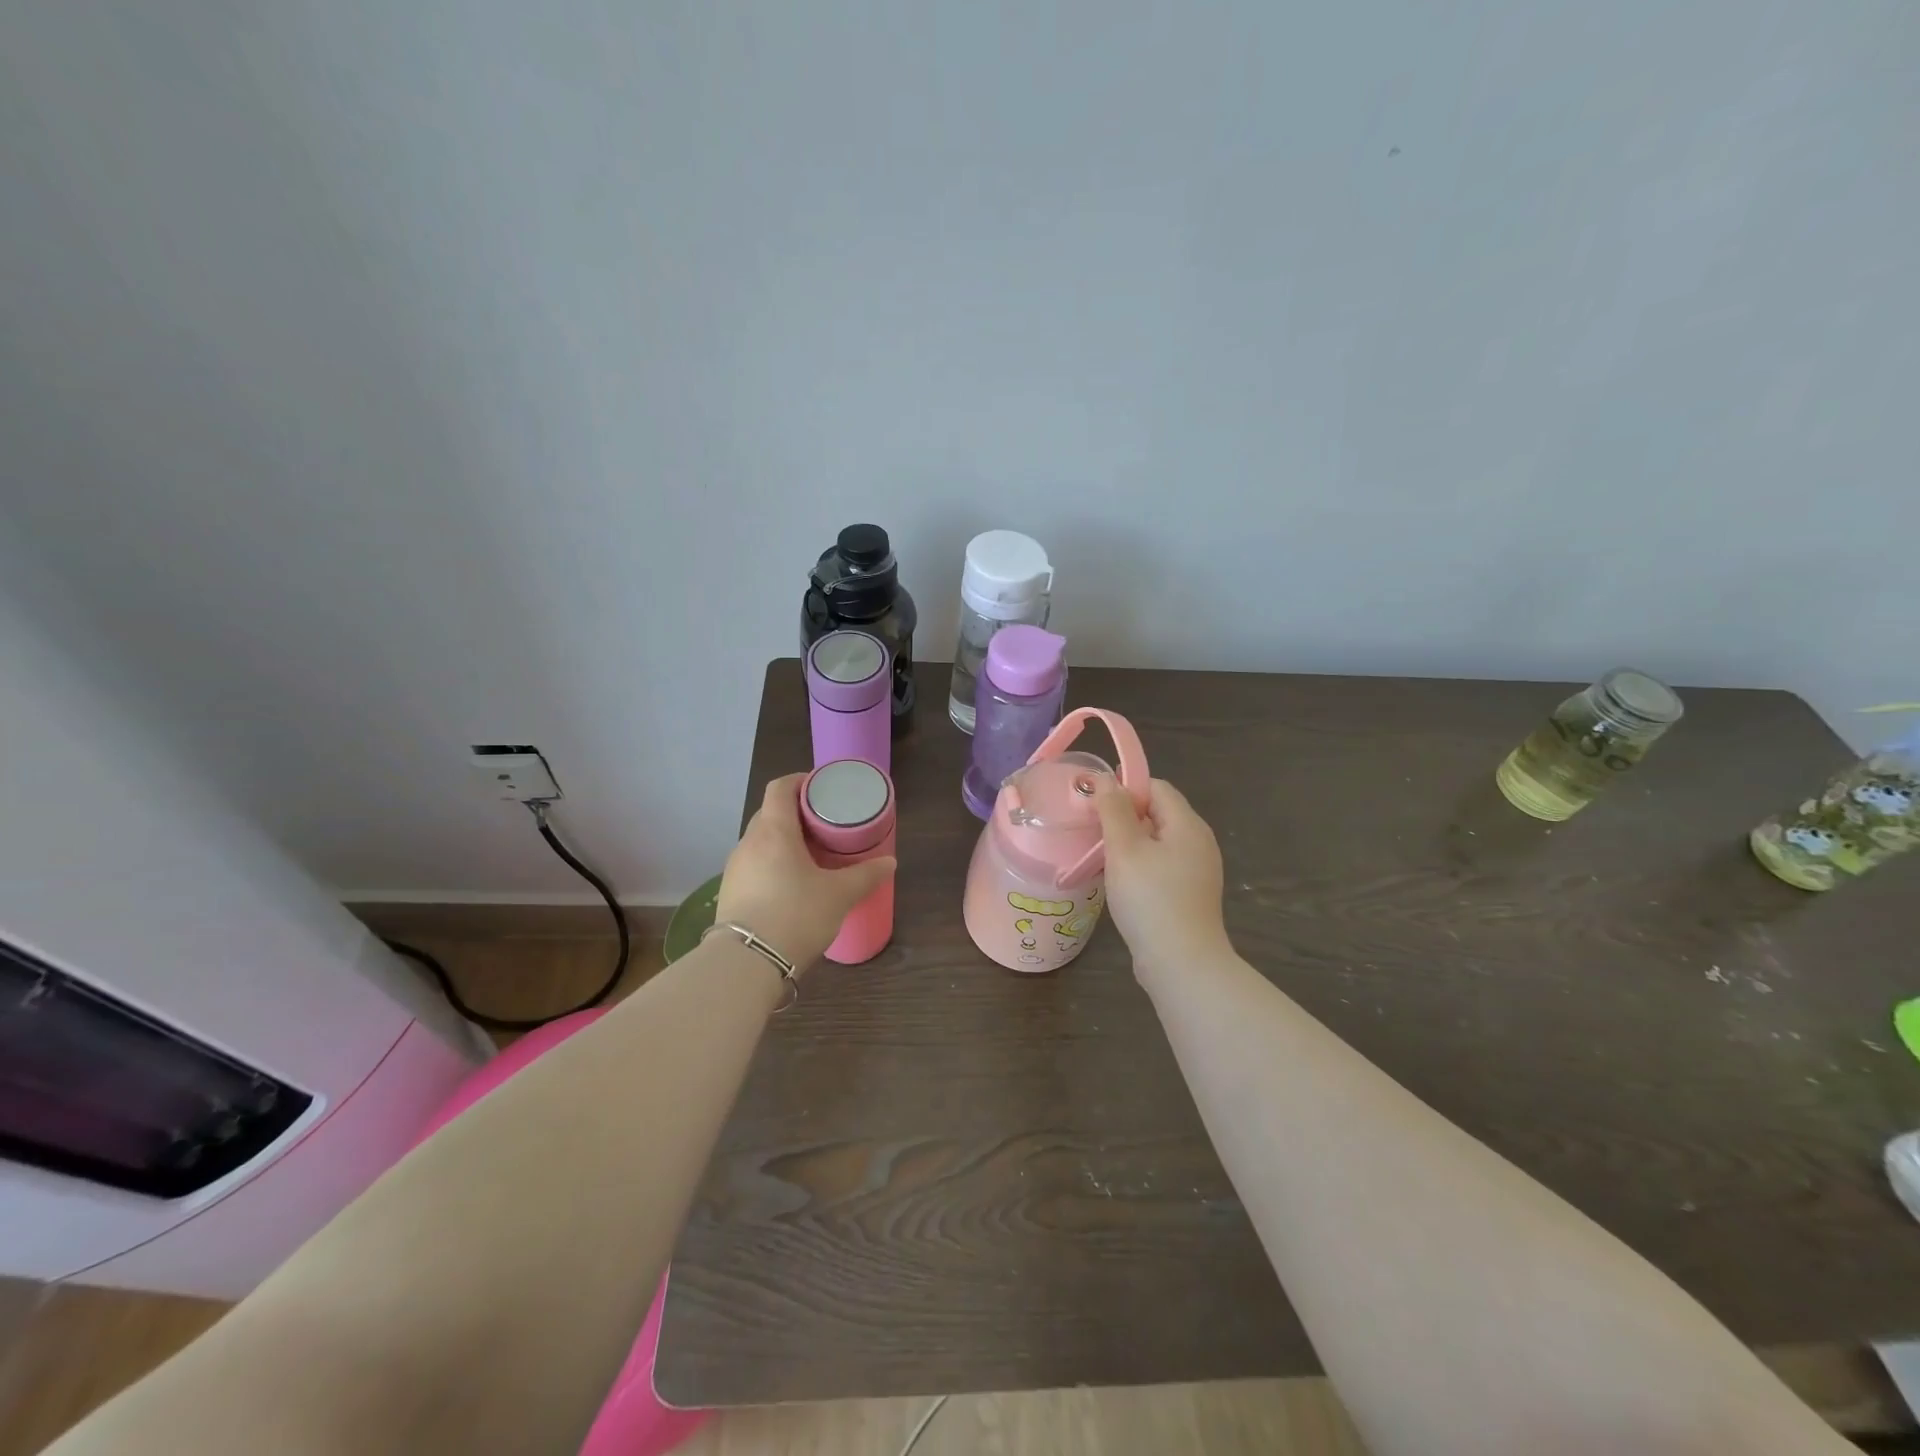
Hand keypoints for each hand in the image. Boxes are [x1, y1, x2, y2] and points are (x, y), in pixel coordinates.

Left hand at [714, 773, 895, 970]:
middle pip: (770, 814)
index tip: (821, 788)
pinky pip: (755, 866)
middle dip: (796, 814)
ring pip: (761, 842)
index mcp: (774, 831)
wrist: (745, 964)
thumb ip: (865, 876)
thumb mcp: (839, 895)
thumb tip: (889, 862)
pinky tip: (791, 886)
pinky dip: (773, 865)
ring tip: (811, 856)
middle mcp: (749, 843)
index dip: (800, 781)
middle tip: (825, 825)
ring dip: (784, 842)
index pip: (780, 788)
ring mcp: (735, 869)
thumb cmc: (795, 915)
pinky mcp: (730, 893)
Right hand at [1092, 777, 1232, 977]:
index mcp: (1187, 824)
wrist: (1182, 963)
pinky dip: (1140, 865)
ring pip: (1158, 841)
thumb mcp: (1125, 849)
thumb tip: (1106, 781)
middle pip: (1158, 813)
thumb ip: (1114, 810)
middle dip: (1124, 816)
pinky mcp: (1190, 895)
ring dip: (1130, 843)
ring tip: (1101, 856)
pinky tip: (1121, 882)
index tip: (1095, 804)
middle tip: (1092, 829)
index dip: (1126, 788)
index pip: (1157, 787)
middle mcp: (1199, 842)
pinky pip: (1162, 866)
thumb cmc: (1150, 899)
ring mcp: (1197, 871)